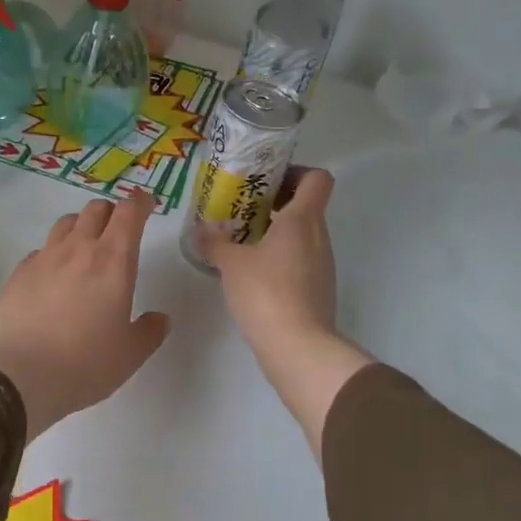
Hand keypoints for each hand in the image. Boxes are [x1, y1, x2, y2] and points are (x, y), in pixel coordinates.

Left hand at [0, 195, 169, 439]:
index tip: (147, 204)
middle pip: (95, 209)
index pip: (129, 212)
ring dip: (81, 226)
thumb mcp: (130, 355)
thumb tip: (159, 319)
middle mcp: (78, 249)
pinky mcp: (18, 273)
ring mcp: (43, 258)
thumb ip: (149, 331)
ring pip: (65, 223)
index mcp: (113, 261)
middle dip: (111, 212)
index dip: (140, 202)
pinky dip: (53, 254)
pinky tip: (53, 277)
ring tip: (85, 247)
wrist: (18, 377)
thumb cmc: (85, 364)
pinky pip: (40, 250)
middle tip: (118, 229)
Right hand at [203, 168, 372, 454]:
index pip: (316, 179)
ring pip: (302, 234)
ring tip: (241, 239)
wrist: (298, 348)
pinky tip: (251, 271)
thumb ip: (215, 242)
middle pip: (306, 205)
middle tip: (241, 207)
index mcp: (303, 220)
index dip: (296, 172)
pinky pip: (299, 260)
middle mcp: (319, 237)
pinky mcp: (317, 290)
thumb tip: (199, 230)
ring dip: (275, 231)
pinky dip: (279, 257)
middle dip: (275, 202)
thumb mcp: (231, 264)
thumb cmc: (266, 293)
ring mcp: (322, 265)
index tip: (266, 179)